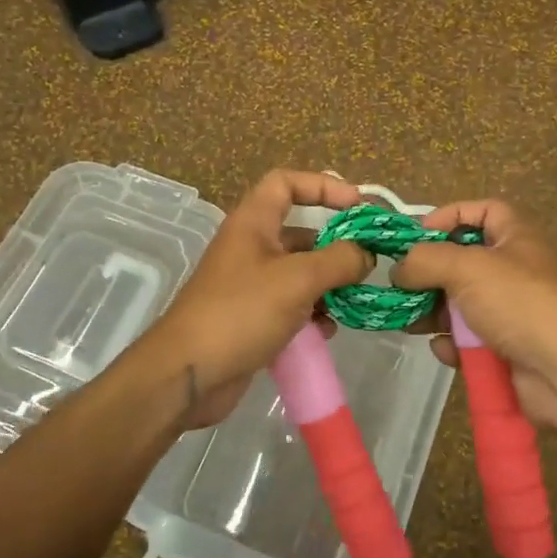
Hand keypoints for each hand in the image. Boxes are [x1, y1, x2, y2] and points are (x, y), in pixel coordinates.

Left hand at [137, 170, 372, 430]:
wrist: (187, 374)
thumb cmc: (241, 312)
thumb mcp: (297, 280)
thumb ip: (339, 260)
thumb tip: (366, 253)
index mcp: (252, 223)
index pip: (286, 183)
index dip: (322, 185)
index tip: (357, 205)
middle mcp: (251, 247)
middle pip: (300, 232)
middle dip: (335, 245)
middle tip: (369, 261)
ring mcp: (250, 285)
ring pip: (300, 272)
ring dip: (329, 284)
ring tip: (353, 299)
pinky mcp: (253, 318)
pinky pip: (292, 305)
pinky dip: (313, 313)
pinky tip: (328, 329)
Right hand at [391, 199, 556, 445]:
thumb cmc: (520, 303)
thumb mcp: (468, 267)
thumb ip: (425, 260)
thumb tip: (399, 269)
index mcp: (516, 238)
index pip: (483, 211)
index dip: (450, 215)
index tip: (417, 234)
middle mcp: (515, 271)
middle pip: (463, 262)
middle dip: (430, 274)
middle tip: (400, 286)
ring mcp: (511, 313)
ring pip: (461, 305)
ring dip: (432, 312)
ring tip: (408, 322)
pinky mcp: (505, 350)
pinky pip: (469, 341)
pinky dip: (453, 345)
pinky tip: (445, 350)